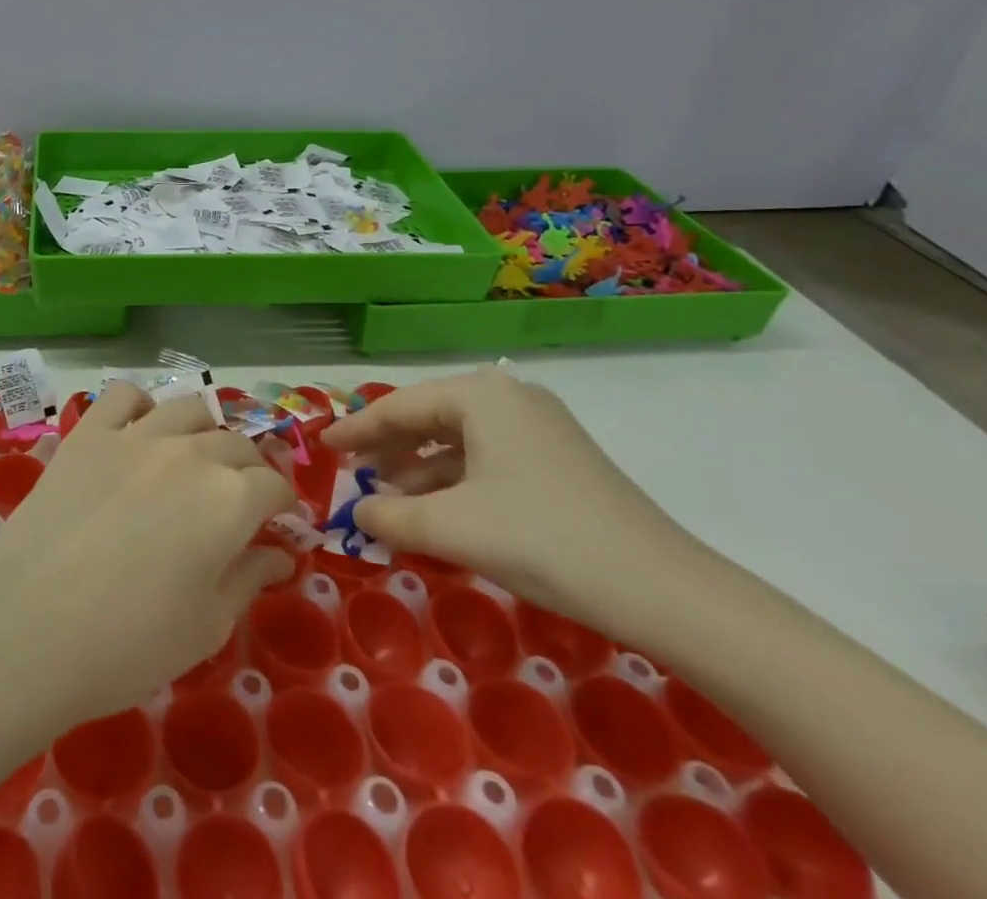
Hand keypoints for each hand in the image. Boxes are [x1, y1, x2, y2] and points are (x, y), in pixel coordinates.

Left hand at [0, 382, 296, 725]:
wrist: (31, 624)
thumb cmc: (129, 642)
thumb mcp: (205, 626)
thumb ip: (248, 580)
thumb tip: (279, 556)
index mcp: (230, 500)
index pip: (273, 486)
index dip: (282, 505)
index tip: (278, 524)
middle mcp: (191, 453)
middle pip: (236, 443)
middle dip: (250, 470)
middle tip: (240, 499)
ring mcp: (136, 435)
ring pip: (188, 408)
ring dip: (205, 430)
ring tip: (197, 456)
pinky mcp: (90, 432)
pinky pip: (123, 395)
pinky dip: (141, 404)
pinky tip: (140, 428)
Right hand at [321, 366, 700, 625]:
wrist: (664, 590)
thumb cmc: (543, 539)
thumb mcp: (452, 528)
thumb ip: (391, 515)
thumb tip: (357, 511)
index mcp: (480, 395)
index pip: (399, 406)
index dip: (356, 429)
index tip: (322, 446)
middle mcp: (508, 397)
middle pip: (429, 417)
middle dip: (389, 448)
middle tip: (353, 472)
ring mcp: (538, 427)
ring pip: (458, 440)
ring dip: (421, 469)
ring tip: (390, 499)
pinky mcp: (558, 459)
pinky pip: (486, 458)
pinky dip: (455, 481)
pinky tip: (440, 512)